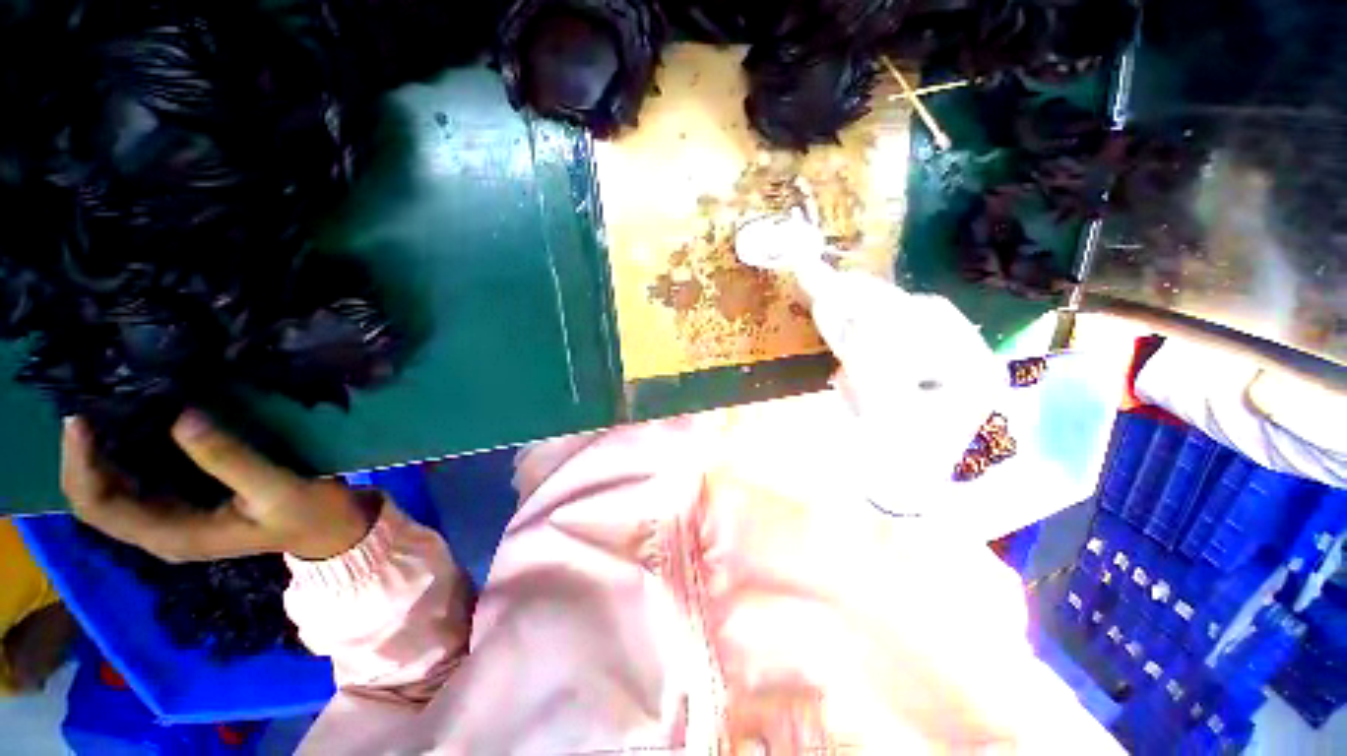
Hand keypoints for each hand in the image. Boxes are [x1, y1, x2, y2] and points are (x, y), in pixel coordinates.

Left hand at [62, 412, 378, 561]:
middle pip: (95, 499)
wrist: (333, 532)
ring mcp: (171, 519)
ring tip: (106, 407)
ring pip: (110, 490)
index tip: (81, 418)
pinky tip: (135, 426)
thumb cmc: (310, 514)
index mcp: (175, 535)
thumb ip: (232, 460)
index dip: (80, 465)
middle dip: (81, 455)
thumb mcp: (278, 489)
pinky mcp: (185, 506)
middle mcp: (160, 531)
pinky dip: (123, 455)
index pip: (101, 507)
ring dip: (98, 452)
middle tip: (91, 402)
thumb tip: (181, 417)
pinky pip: (135, 482)